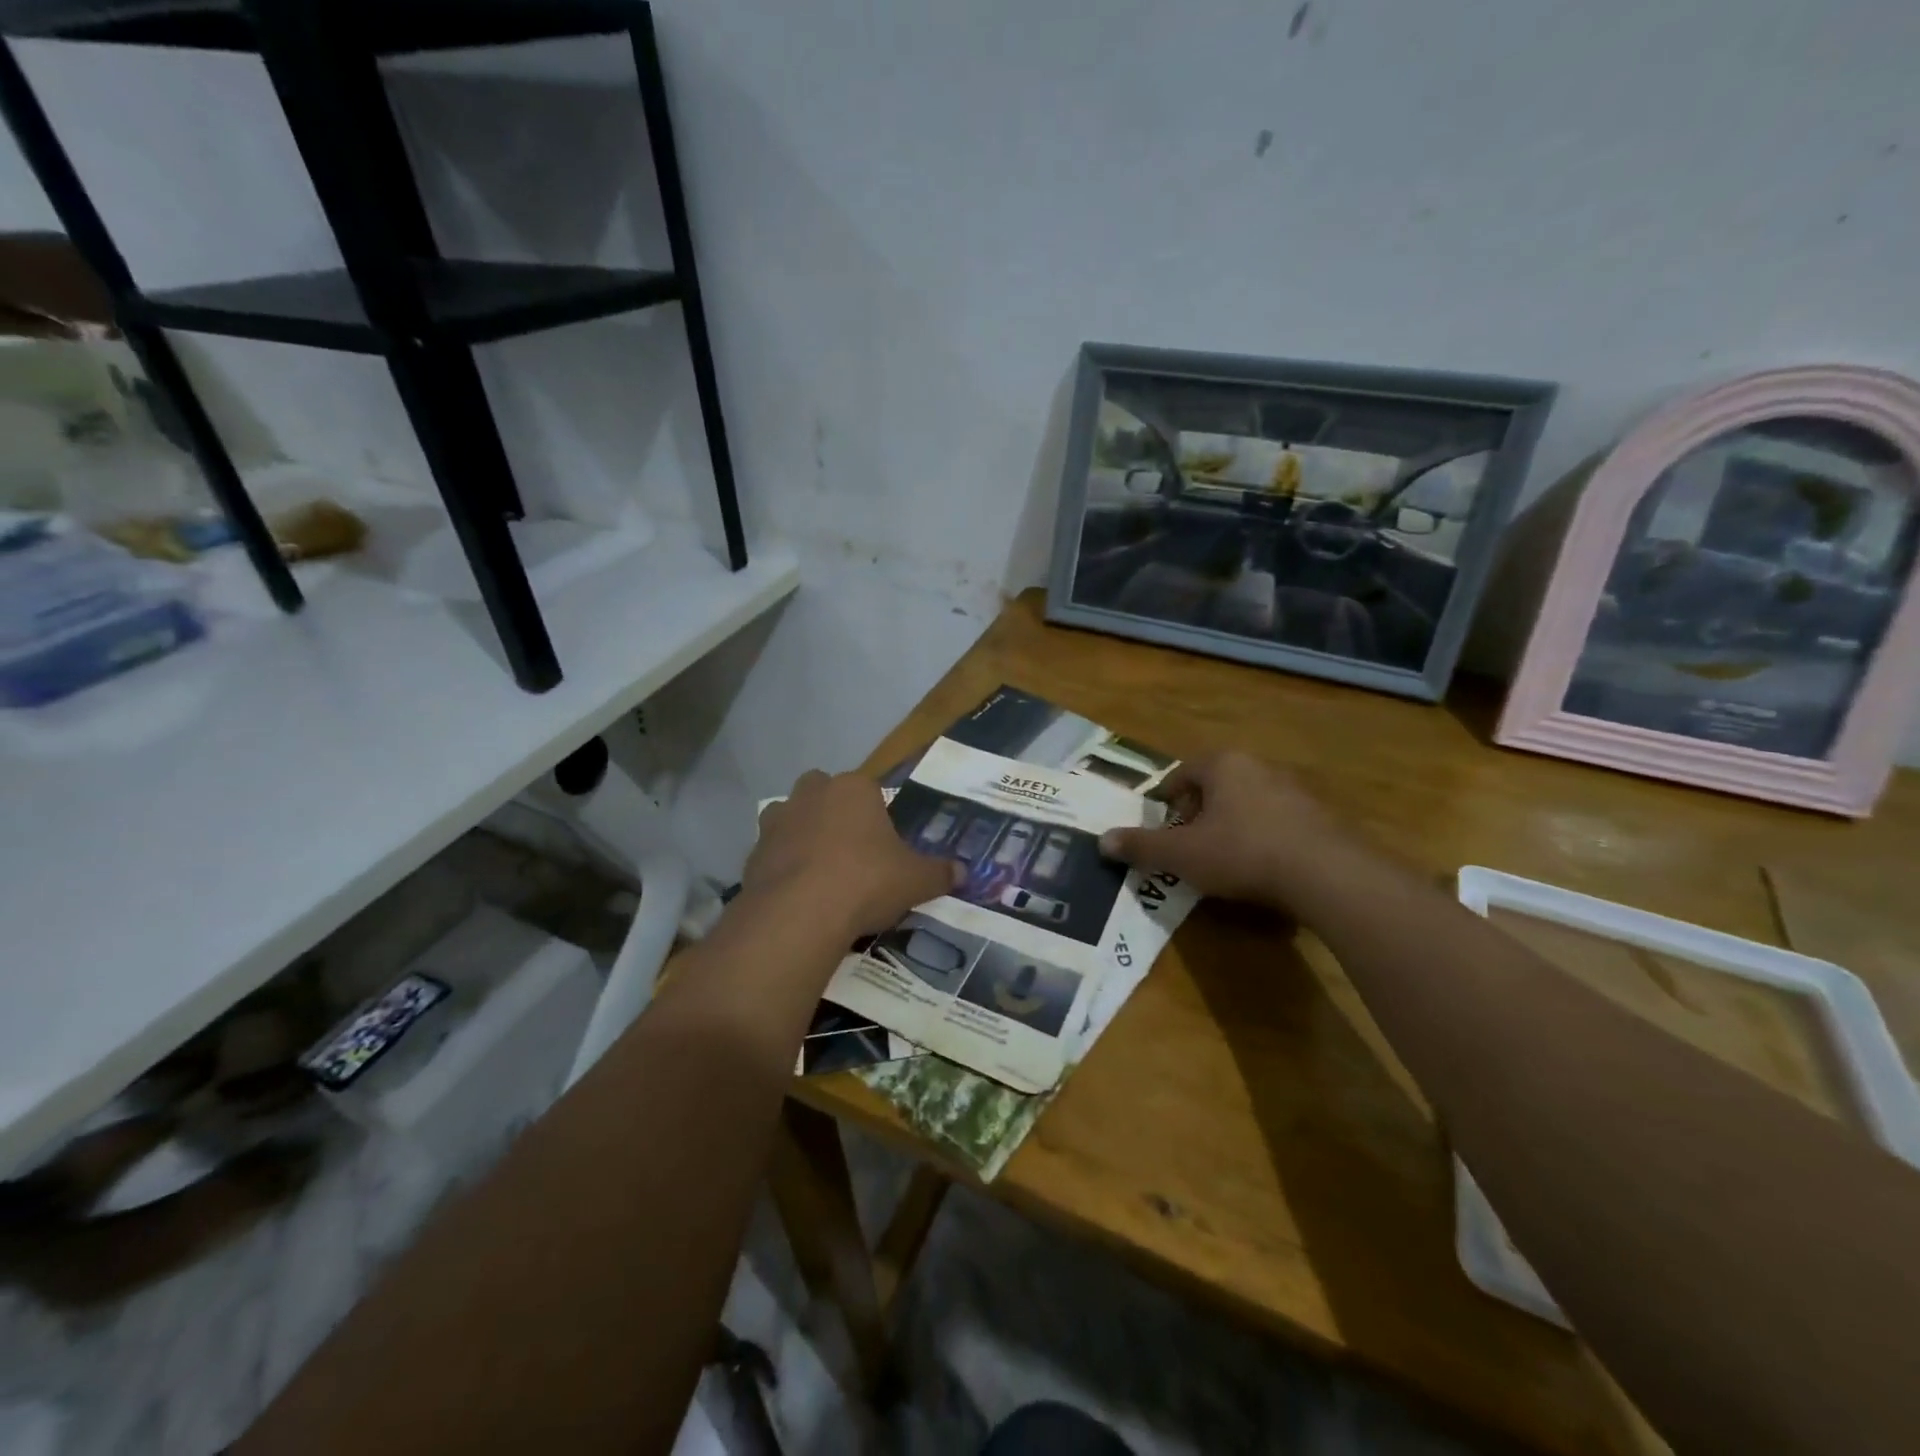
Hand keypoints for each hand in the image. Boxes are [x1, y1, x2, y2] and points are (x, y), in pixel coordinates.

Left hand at [745, 770, 961, 938]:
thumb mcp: (916, 881)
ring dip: (803, 835)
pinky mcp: (753, 853)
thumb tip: (964, 872)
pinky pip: (773, 853)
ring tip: (821, 872)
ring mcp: (777, 821)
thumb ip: (940, 873)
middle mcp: (811, 794)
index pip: (869, 788)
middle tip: (852, 850)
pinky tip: (799, 895)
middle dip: (834, 812)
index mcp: (854, 788)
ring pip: (791, 817)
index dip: (878, 814)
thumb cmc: (865, 882)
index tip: (884, 843)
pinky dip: (783, 867)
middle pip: (823, 792)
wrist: (799, 914)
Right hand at [1098, 752, 1364, 911]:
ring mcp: (1294, 790)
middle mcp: (1259, 766)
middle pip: (1217, 785)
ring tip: (1222, 859)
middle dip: (1199, 813)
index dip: (1168, 800)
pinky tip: (1260, 868)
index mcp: (1223, 765)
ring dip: (1232, 825)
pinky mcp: (1319, 817)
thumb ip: (1141, 846)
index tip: (1162, 826)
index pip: (1183, 773)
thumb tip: (1102, 841)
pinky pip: (1277, 822)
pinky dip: (1262, 838)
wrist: (1325, 874)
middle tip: (1188, 844)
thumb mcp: (1181, 854)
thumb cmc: (1241, 852)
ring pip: (1248, 803)